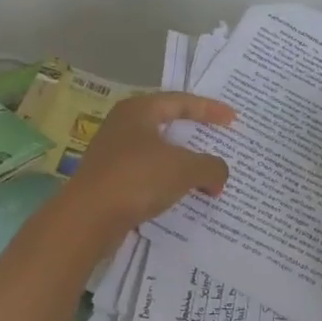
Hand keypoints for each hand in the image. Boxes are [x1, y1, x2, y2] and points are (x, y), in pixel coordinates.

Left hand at [60, 92, 234, 243]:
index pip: (180, 101)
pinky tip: (181, 195)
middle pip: (167, 124)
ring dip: (182, 162)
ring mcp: (112, 154)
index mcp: (138, 110)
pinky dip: (167, 181)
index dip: (209, 109)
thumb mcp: (184, 169)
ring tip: (205, 174)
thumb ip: (210, 167)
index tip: (233, 120)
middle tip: (219, 141)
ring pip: (156, 152)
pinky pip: (147, 174)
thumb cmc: (137, 179)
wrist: (88, 219)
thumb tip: (219, 175)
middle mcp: (122, 126)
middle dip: (195, 136)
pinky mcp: (109, 181)